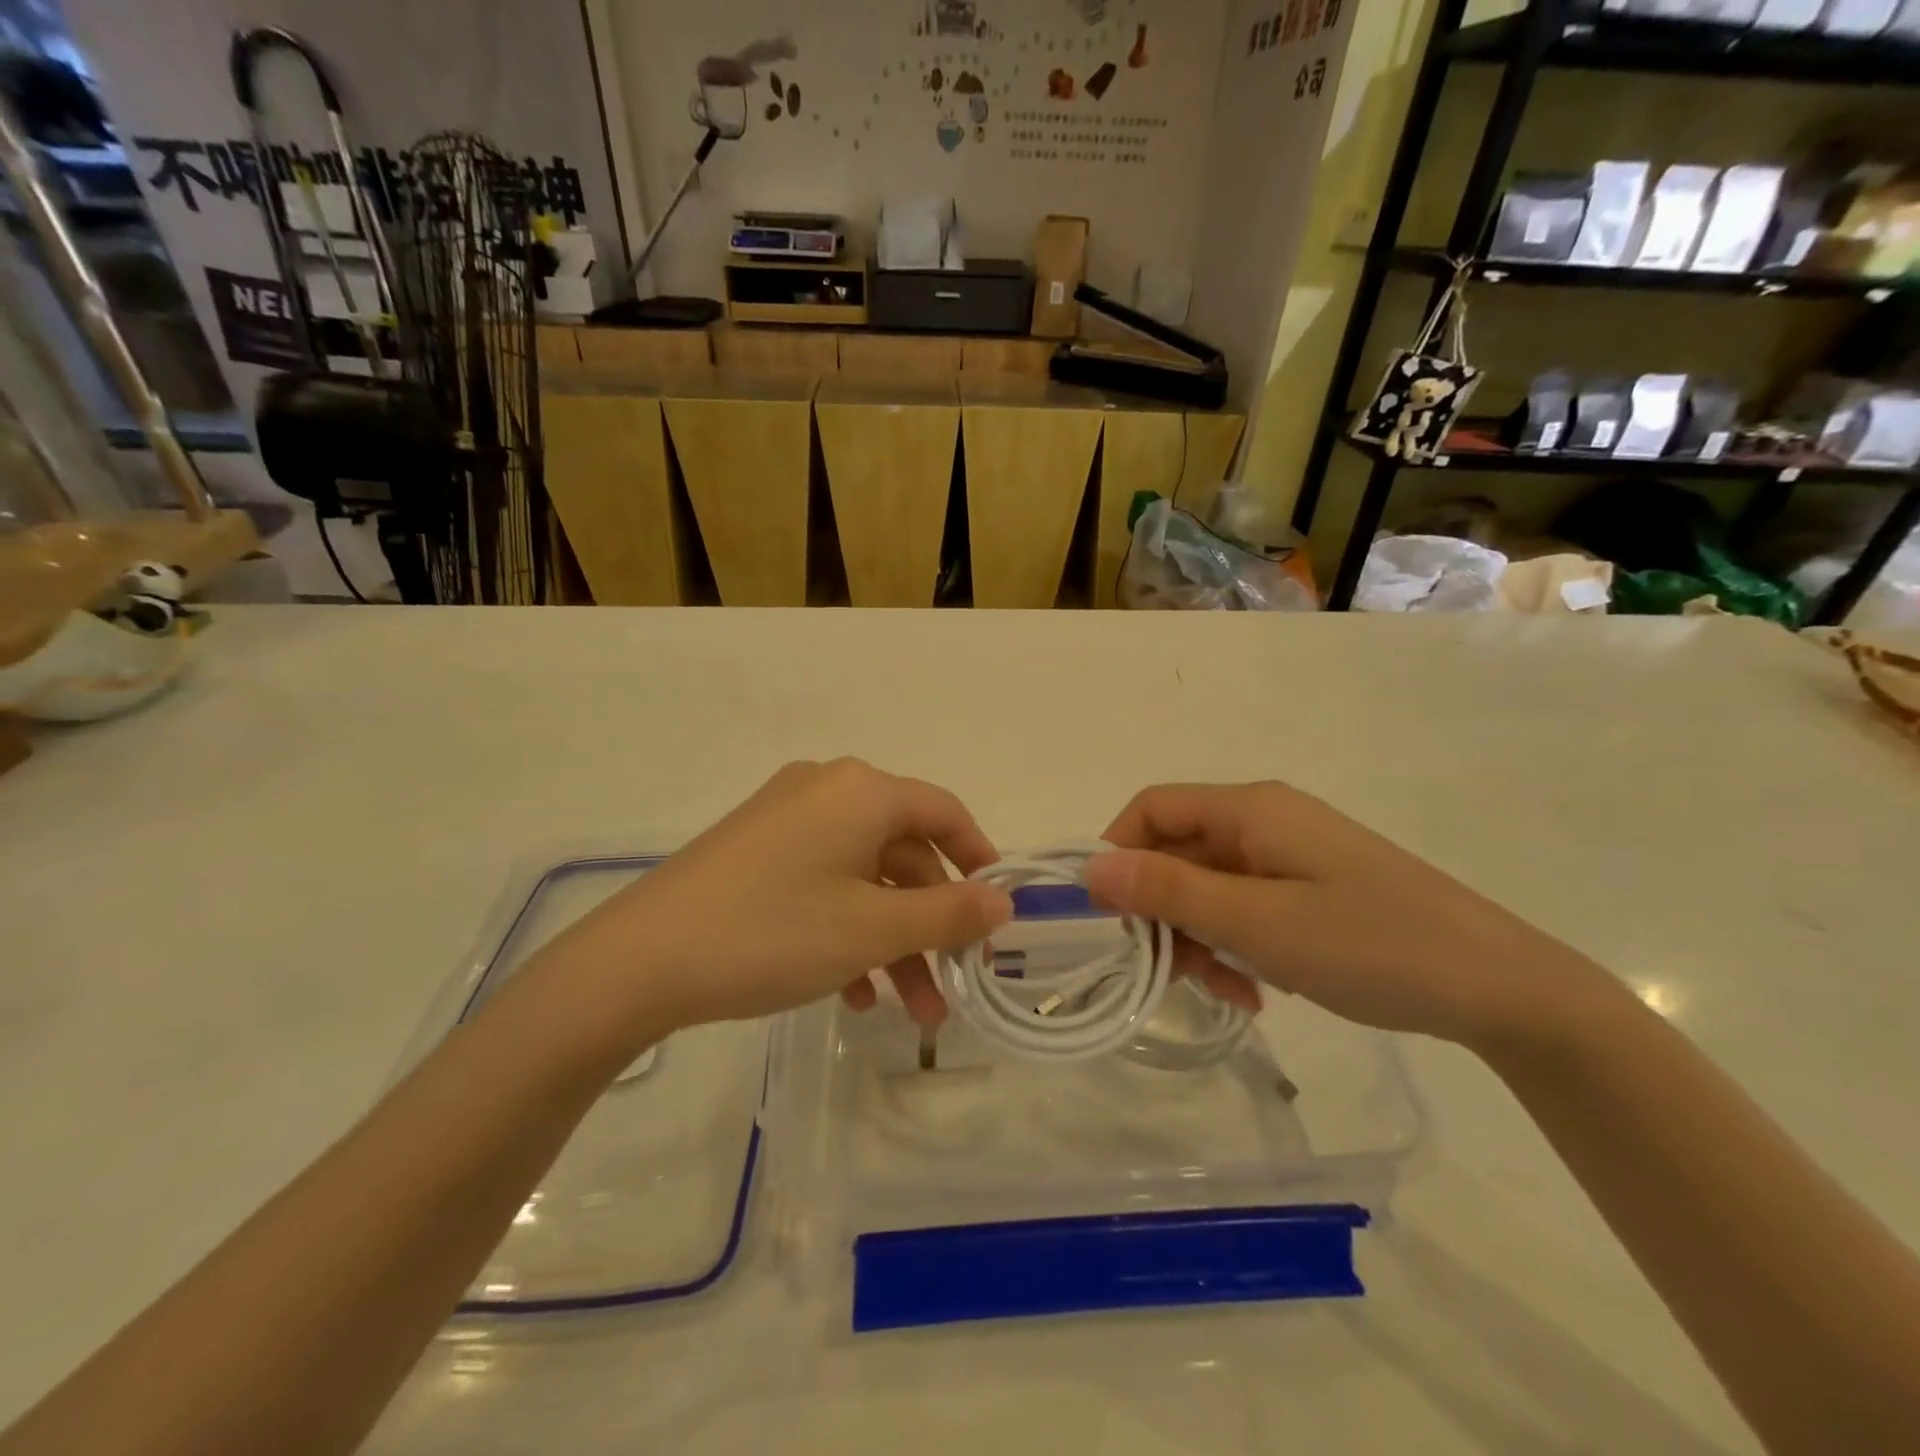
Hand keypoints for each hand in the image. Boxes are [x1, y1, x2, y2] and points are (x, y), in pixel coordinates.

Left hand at [529, 760, 1011, 1046]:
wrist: (639, 961)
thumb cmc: (774, 932)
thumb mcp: (873, 928)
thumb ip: (949, 914)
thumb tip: (1004, 900)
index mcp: (861, 791)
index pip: (943, 812)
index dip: (979, 859)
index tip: (997, 911)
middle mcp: (826, 791)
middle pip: (903, 851)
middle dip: (931, 923)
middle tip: (953, 984)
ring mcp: (786, 821)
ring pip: (863, 877)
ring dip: (892, 939)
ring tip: (908, 1011)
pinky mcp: (755, 853)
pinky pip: (822, 884)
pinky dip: (847, 932)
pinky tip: (852, 993)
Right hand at [1086, 782, 1621, 1051]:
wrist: (1502, 988)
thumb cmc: (1372, 945)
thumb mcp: (1258, 923)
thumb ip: (1169, 891)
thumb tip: (1091, 868)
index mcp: (1252, 810)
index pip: (1152, 808)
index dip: (1117, 852)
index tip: (1108, 917)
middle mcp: (1266, 821)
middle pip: (1179, 850)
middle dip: (1162, 909)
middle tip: (1168, 971)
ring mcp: (1292, 855)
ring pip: (1209, 884)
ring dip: (1199, 935)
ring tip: (1223, 990)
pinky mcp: (1313, 888)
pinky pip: (1247, 905)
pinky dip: (1235, 943)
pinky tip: (1255, 990)